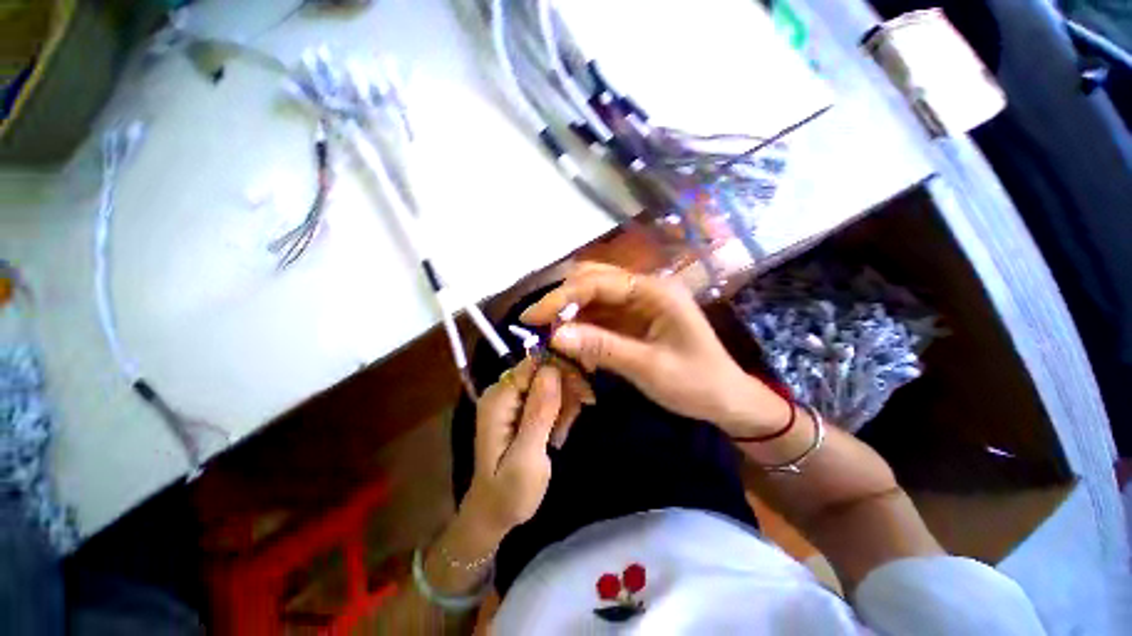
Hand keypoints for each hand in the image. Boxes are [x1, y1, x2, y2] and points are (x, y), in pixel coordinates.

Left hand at [460, 358, 562, 537]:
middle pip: (544, 369)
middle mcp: (503, 391)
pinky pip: (547, 393)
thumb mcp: (527, 458)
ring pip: (549, 380)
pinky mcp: (520, 406)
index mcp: (499, 399)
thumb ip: (538, 414)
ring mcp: (511, 398)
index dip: (562, 369)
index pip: (534, 363)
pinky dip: (560, 408)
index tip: (584, 390)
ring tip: (564, 431)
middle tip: (580, 412)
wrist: (494, 512)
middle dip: (566, 387)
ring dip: (565, 401)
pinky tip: (560, 430)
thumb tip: (552, 370)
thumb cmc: (509, 492)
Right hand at [520, 263, 789, 437]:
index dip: (561, 297)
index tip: (531, 317)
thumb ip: (602, 348)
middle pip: (593, 282)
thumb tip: (555, 335)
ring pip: (594, 300)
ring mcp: (639, 304)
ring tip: (552, 340)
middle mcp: (645, 289)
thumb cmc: (696, 383)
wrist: (726, 400)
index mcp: (654, 291)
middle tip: (538, 328)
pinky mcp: (635, 320)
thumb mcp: (648, 367)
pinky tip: (574, 347)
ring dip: (571, 317)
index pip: (597, 282)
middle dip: (563, 302)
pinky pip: (601, 317)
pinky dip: (583, 330)